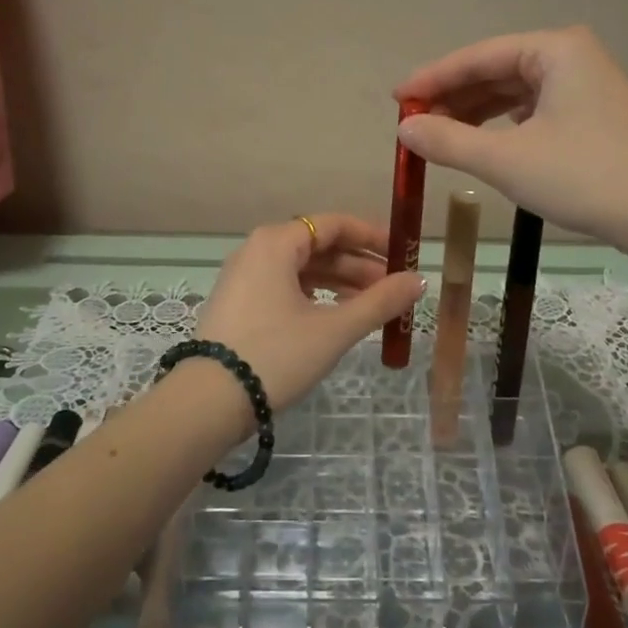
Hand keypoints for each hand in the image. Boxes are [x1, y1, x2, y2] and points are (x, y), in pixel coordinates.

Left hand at [197, 214, 425, 411]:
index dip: (372, 237)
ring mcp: (244, 277)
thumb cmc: (276, 355)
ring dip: (340, 283)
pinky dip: (315, 296)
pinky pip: (285, 287)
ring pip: (302, 269)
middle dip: (359, 266)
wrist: (208, 402)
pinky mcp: (239, 304)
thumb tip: (419, 281)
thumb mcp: (334, 329)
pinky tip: (335, 315)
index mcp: (276, 242)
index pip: (333, 224)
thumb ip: (380, 302)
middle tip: (394, 289)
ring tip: (373, 306)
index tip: (403, 254)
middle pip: (318, 246)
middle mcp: (257, 250)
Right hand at [394, 26, 627, 244]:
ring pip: (515, 92)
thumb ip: (449, 141)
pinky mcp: (593, 115)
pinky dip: (503, 125)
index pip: (478, 56)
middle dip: (454, 97)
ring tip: (439, 136)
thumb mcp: (506, 160)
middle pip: (496, 71)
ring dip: (476, 113)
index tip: (396, 99)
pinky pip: (534, 110)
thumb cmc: (583, 177)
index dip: (432, 78)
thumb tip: (405, 129)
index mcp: (554, 49)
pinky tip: (484, 142)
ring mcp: (586, 86)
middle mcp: (572, 57)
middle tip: (414, 123)